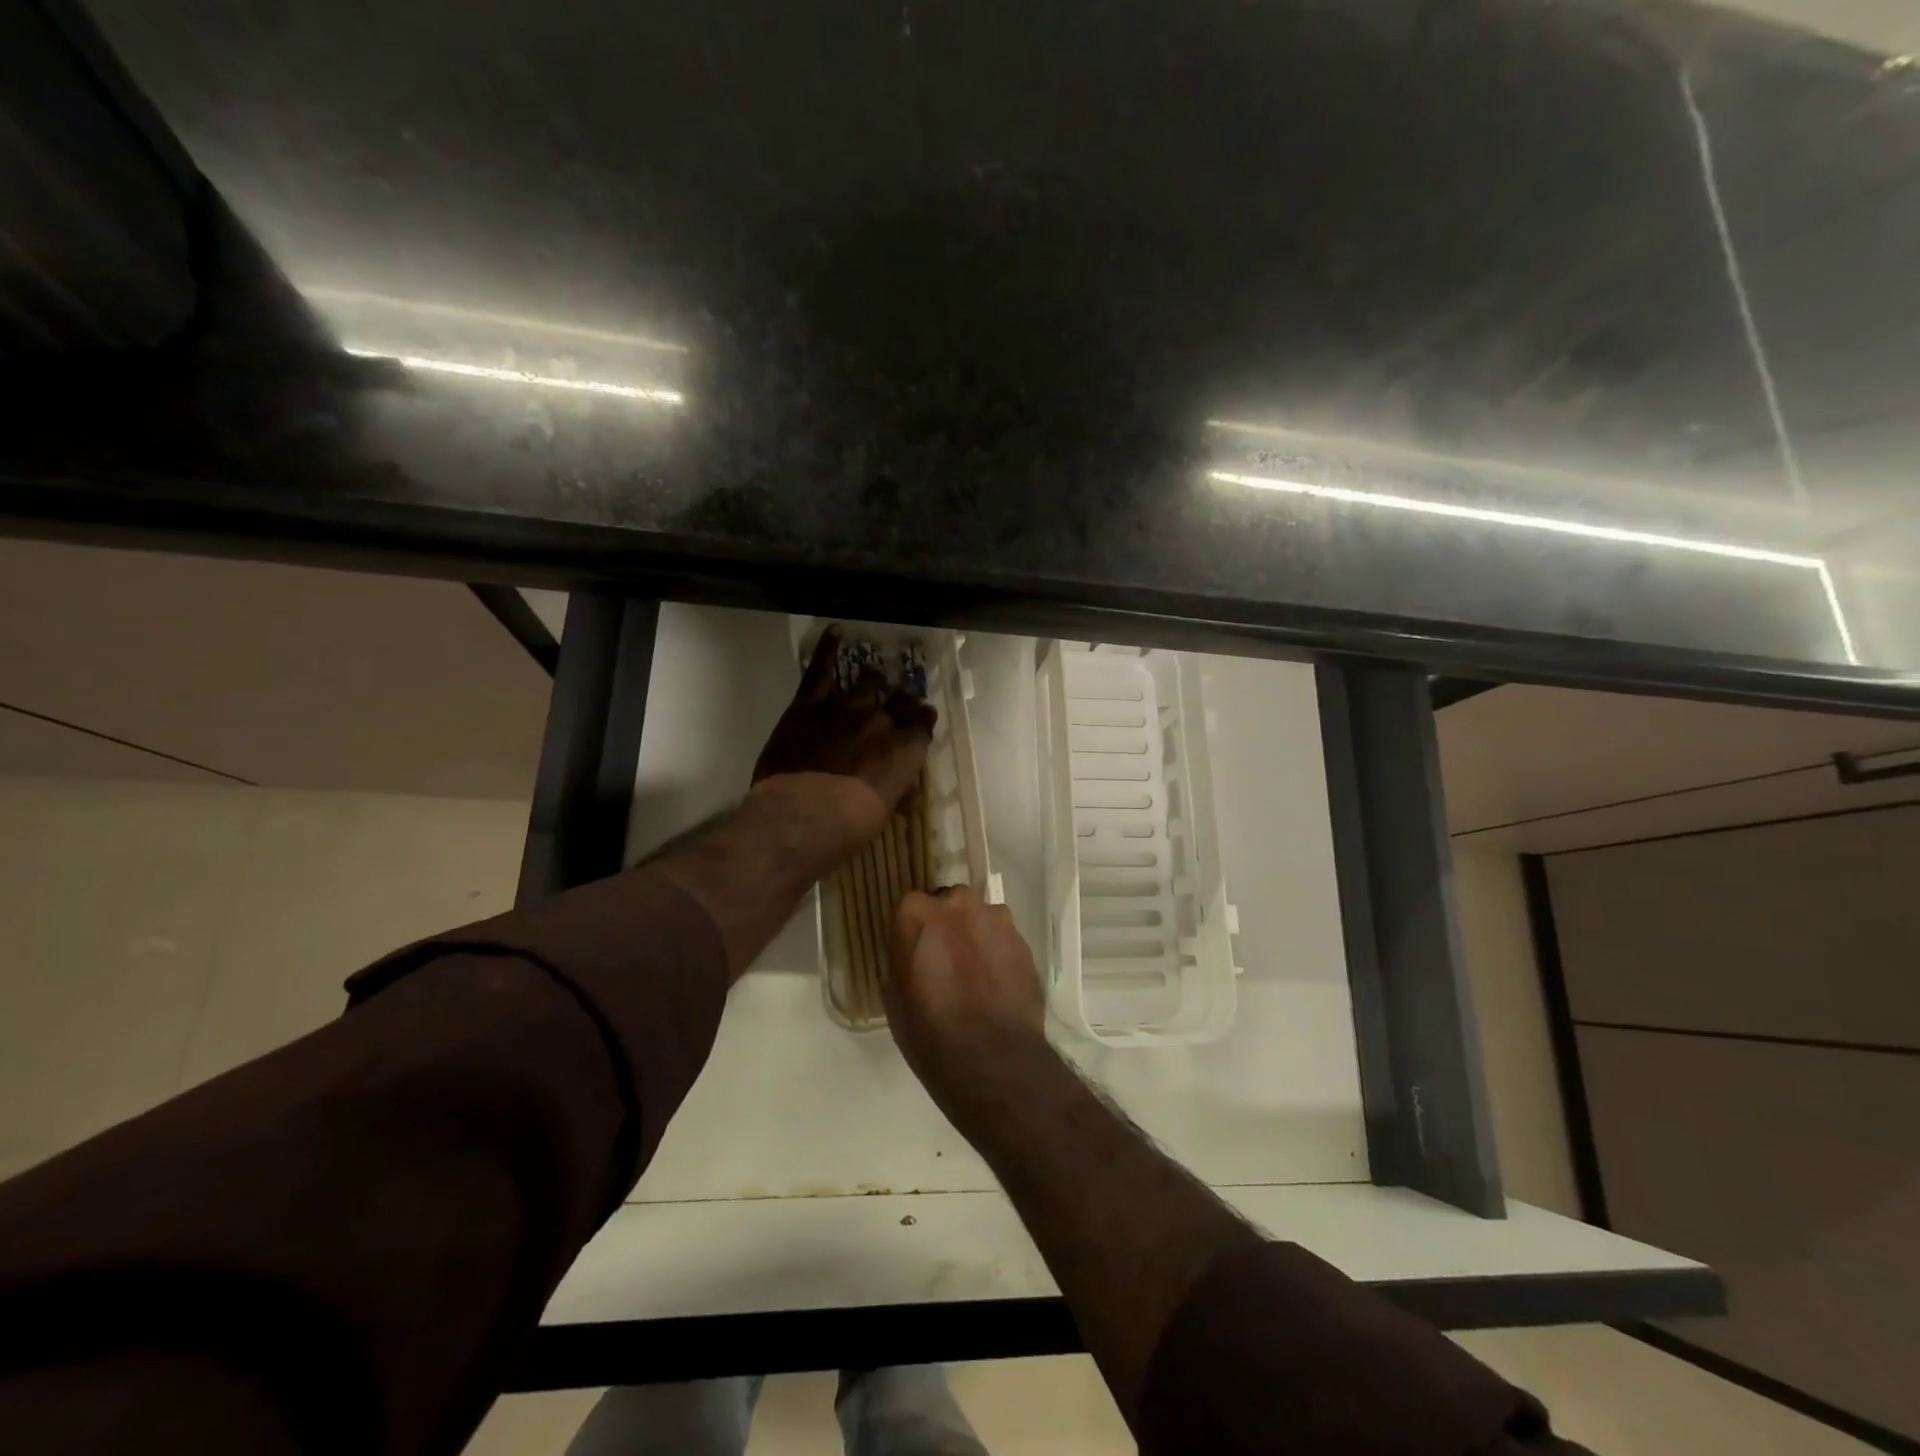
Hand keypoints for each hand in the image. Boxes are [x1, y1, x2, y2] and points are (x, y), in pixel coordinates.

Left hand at [752, 626, 936, 850]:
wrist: (798, 819)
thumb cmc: (847, 827)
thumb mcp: (883, 813)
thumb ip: (896, 791)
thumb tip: (905, 793)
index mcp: (905, 749)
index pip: (924, 723)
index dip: (922, 721)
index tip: (919, 723)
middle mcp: (881, 721)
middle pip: (900, 700)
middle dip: (901, 702)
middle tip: (897, 705)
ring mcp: (844, 708)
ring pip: (867, 683)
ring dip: (873, 682)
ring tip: (873, 679)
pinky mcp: (808, 706)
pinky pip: (820, 670)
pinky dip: (829, 649)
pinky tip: (837, 631)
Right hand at [886, 886, 1048, 1104]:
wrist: (992, 1059)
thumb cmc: (929, 1032)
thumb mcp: (894, 996)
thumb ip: (902, 959)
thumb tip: (911, 954)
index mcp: (915, 914)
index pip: (910, 908)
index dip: (914, 931)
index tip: (915, 953)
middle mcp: (956, 904)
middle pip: (950, 904)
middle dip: (948, 924)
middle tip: (946, 960)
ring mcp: (995, 918)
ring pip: (981, 917)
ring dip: (976, 935)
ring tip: (977, 973)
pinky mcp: (1023, 940)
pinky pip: (1004, 938)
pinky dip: (999, 953)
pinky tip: (998, 984)